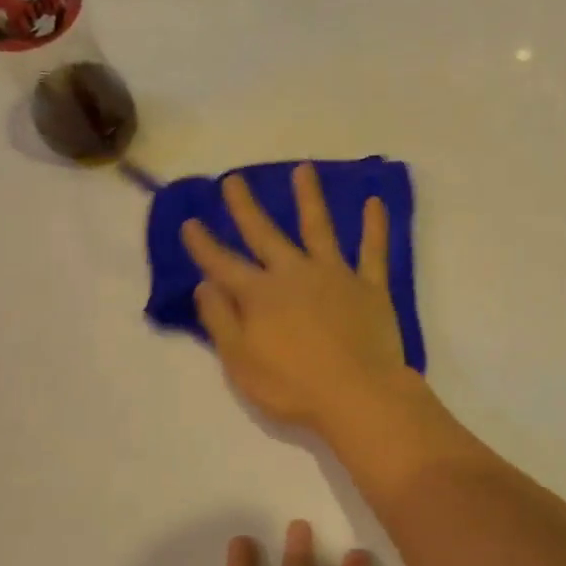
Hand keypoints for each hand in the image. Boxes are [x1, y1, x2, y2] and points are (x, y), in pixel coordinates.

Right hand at [181, 165, 416, 434]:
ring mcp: (335, 276)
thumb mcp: (241, 362)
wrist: (358, 396)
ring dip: (309, 198)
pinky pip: (373, 251)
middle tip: (234, 180)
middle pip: (266, 234)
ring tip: (303, 169)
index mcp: (260, 295)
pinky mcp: (370, 287)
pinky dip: (375, 226)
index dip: (204, 244)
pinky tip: (375, 202)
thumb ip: (221, 320)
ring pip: (319, 228)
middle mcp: (295, 274)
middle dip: (246, 208)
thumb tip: (205, 284)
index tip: (190, 222)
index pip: (223, 264)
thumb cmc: (293, 387)